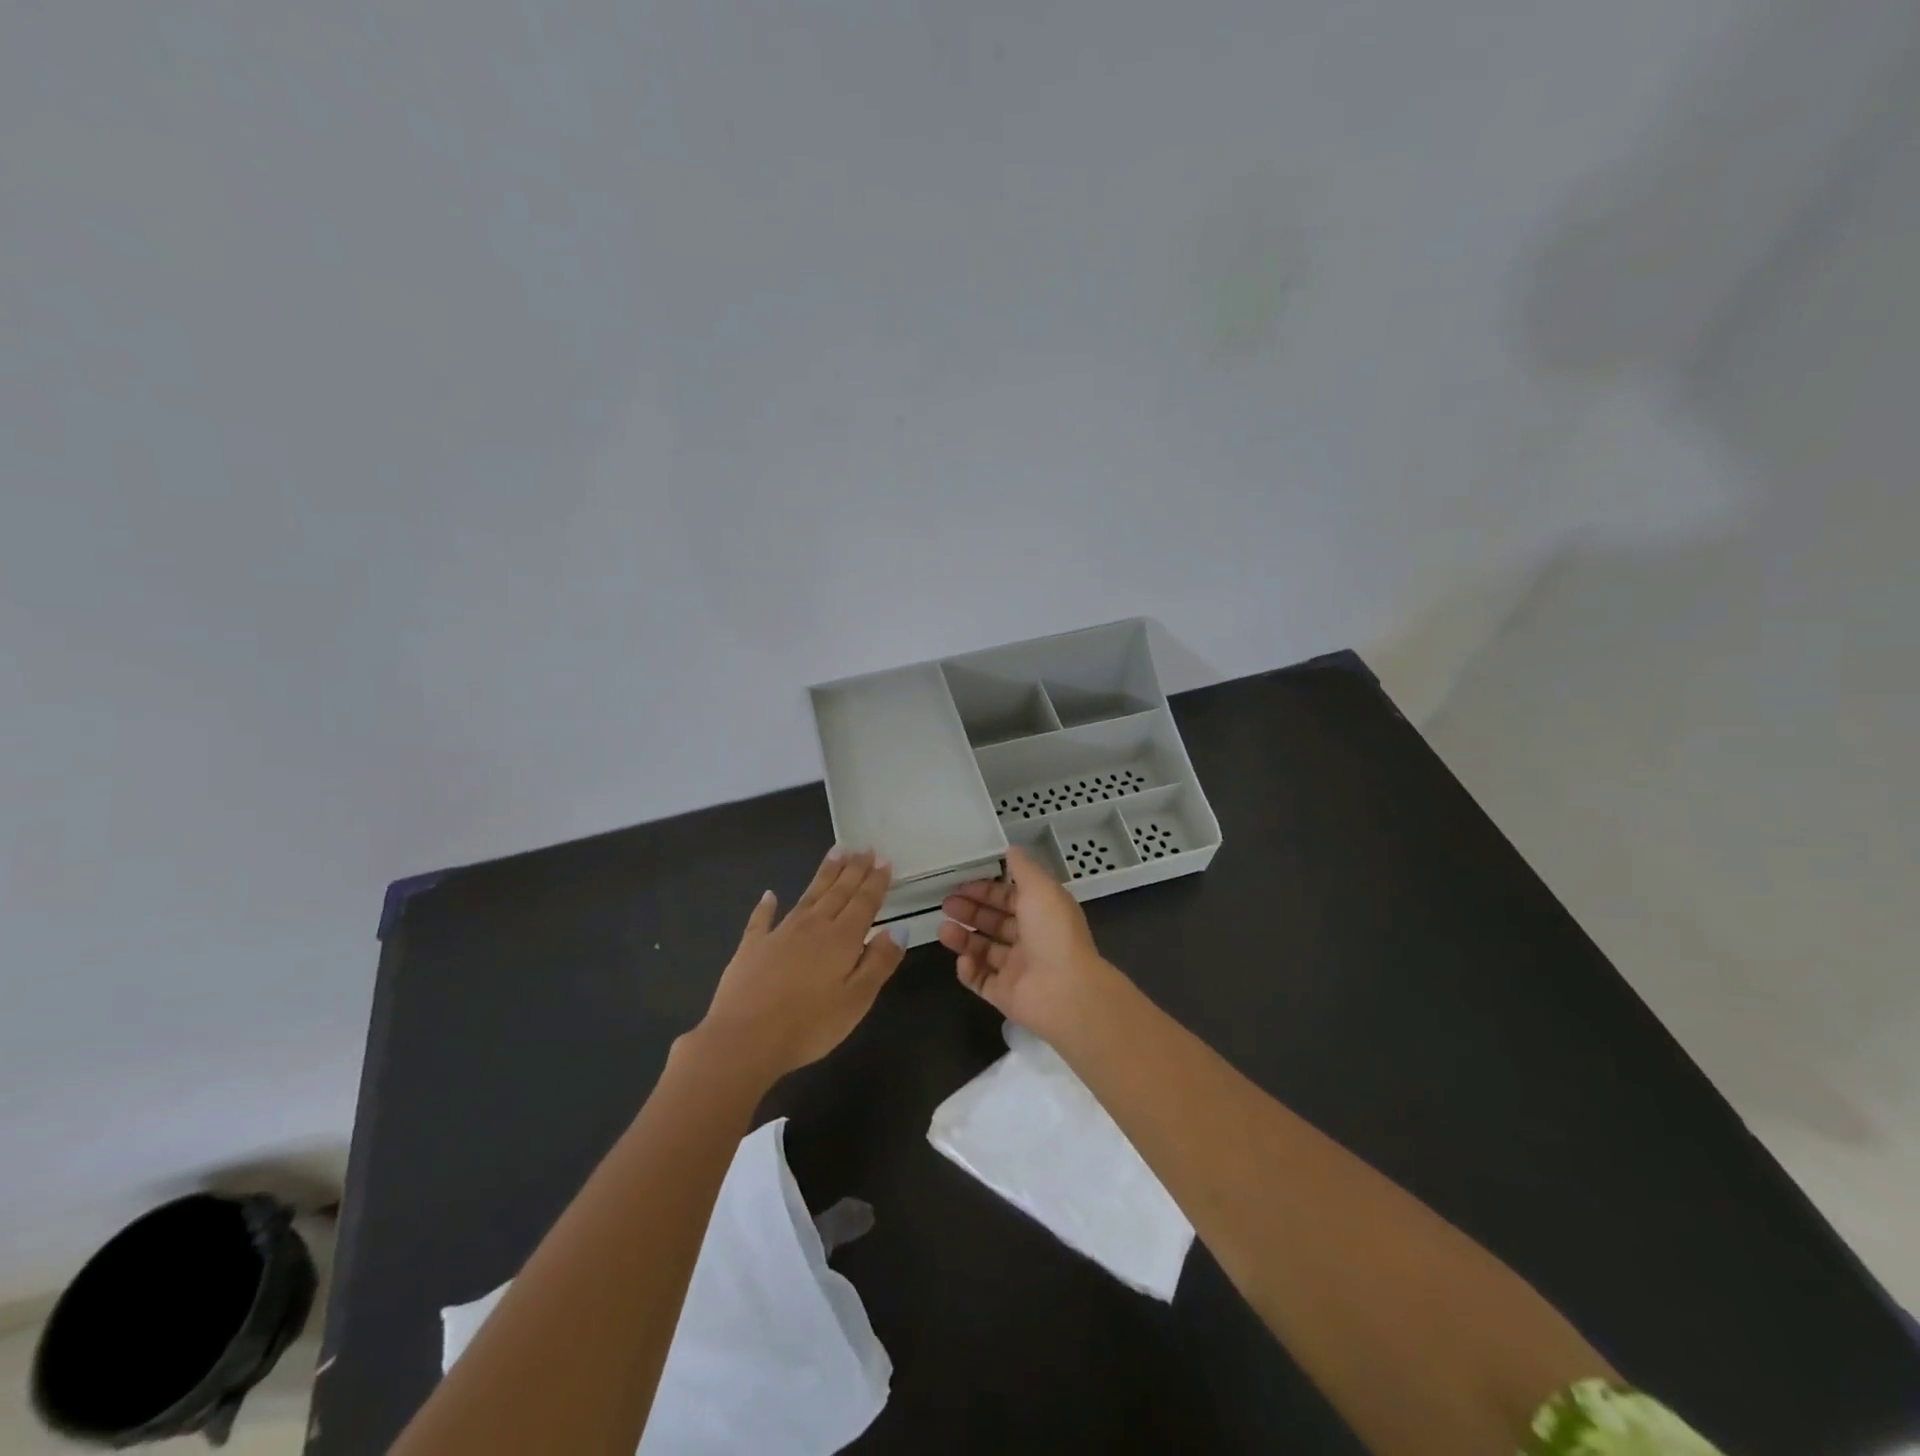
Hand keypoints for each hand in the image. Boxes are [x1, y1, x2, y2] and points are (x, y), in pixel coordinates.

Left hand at [696, 849, 903, 1081]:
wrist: (744, 1039)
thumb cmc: (809, 1025)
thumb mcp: (857, 1000)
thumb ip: (879, 962)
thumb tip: (899, 929)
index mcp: (842, 938)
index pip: (864, 902)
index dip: (876, 882)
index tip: (884, 860)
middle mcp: (813, 926)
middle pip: (838, 892)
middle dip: (854, 869)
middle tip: (865, 848)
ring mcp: (779, 934)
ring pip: (808, 896)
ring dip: (824, 875)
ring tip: (836, 853)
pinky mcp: (751, 948)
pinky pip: (761, 919)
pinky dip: (766, 905)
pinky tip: (769, 894)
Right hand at [937, 845, 1119, 1040]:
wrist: (1065, 991)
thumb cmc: (1053, 933)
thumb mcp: (1040, 888)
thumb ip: (1023, 868)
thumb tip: (1011, 848)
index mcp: (1042, 913)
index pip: (1010, 898)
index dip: (986, 890)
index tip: (961, 885)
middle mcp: (1031, 939)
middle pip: (995, 922)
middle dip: (970, 911)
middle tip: (946, 904)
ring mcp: (1017, 969)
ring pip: (984, 950)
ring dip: (963, 938)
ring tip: (943, 930)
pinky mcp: (1005, 994)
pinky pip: (981, 980)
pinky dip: (969, 969)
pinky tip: (963, 959)